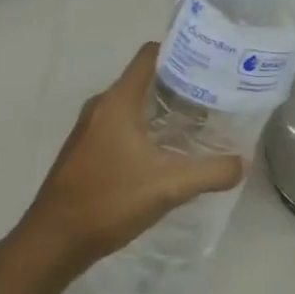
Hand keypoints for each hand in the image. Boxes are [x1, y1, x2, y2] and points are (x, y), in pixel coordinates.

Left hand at [11, 44, 243, 282]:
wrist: (51, 243)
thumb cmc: (109, 201)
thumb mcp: (168, 187)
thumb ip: (210, 172)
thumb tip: (243, 162)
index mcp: (119, 101)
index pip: (150, 54)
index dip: (179, 50)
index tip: (209, 60)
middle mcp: (102, 105)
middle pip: (144, 78)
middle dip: (177, 82)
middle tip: (211, 93)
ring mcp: (89, 127)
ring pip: (131, 103)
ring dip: (160, 107)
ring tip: (195, 120)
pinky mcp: (85, 149)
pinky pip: (120, 123)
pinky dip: (143, 126)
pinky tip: (164, 150)